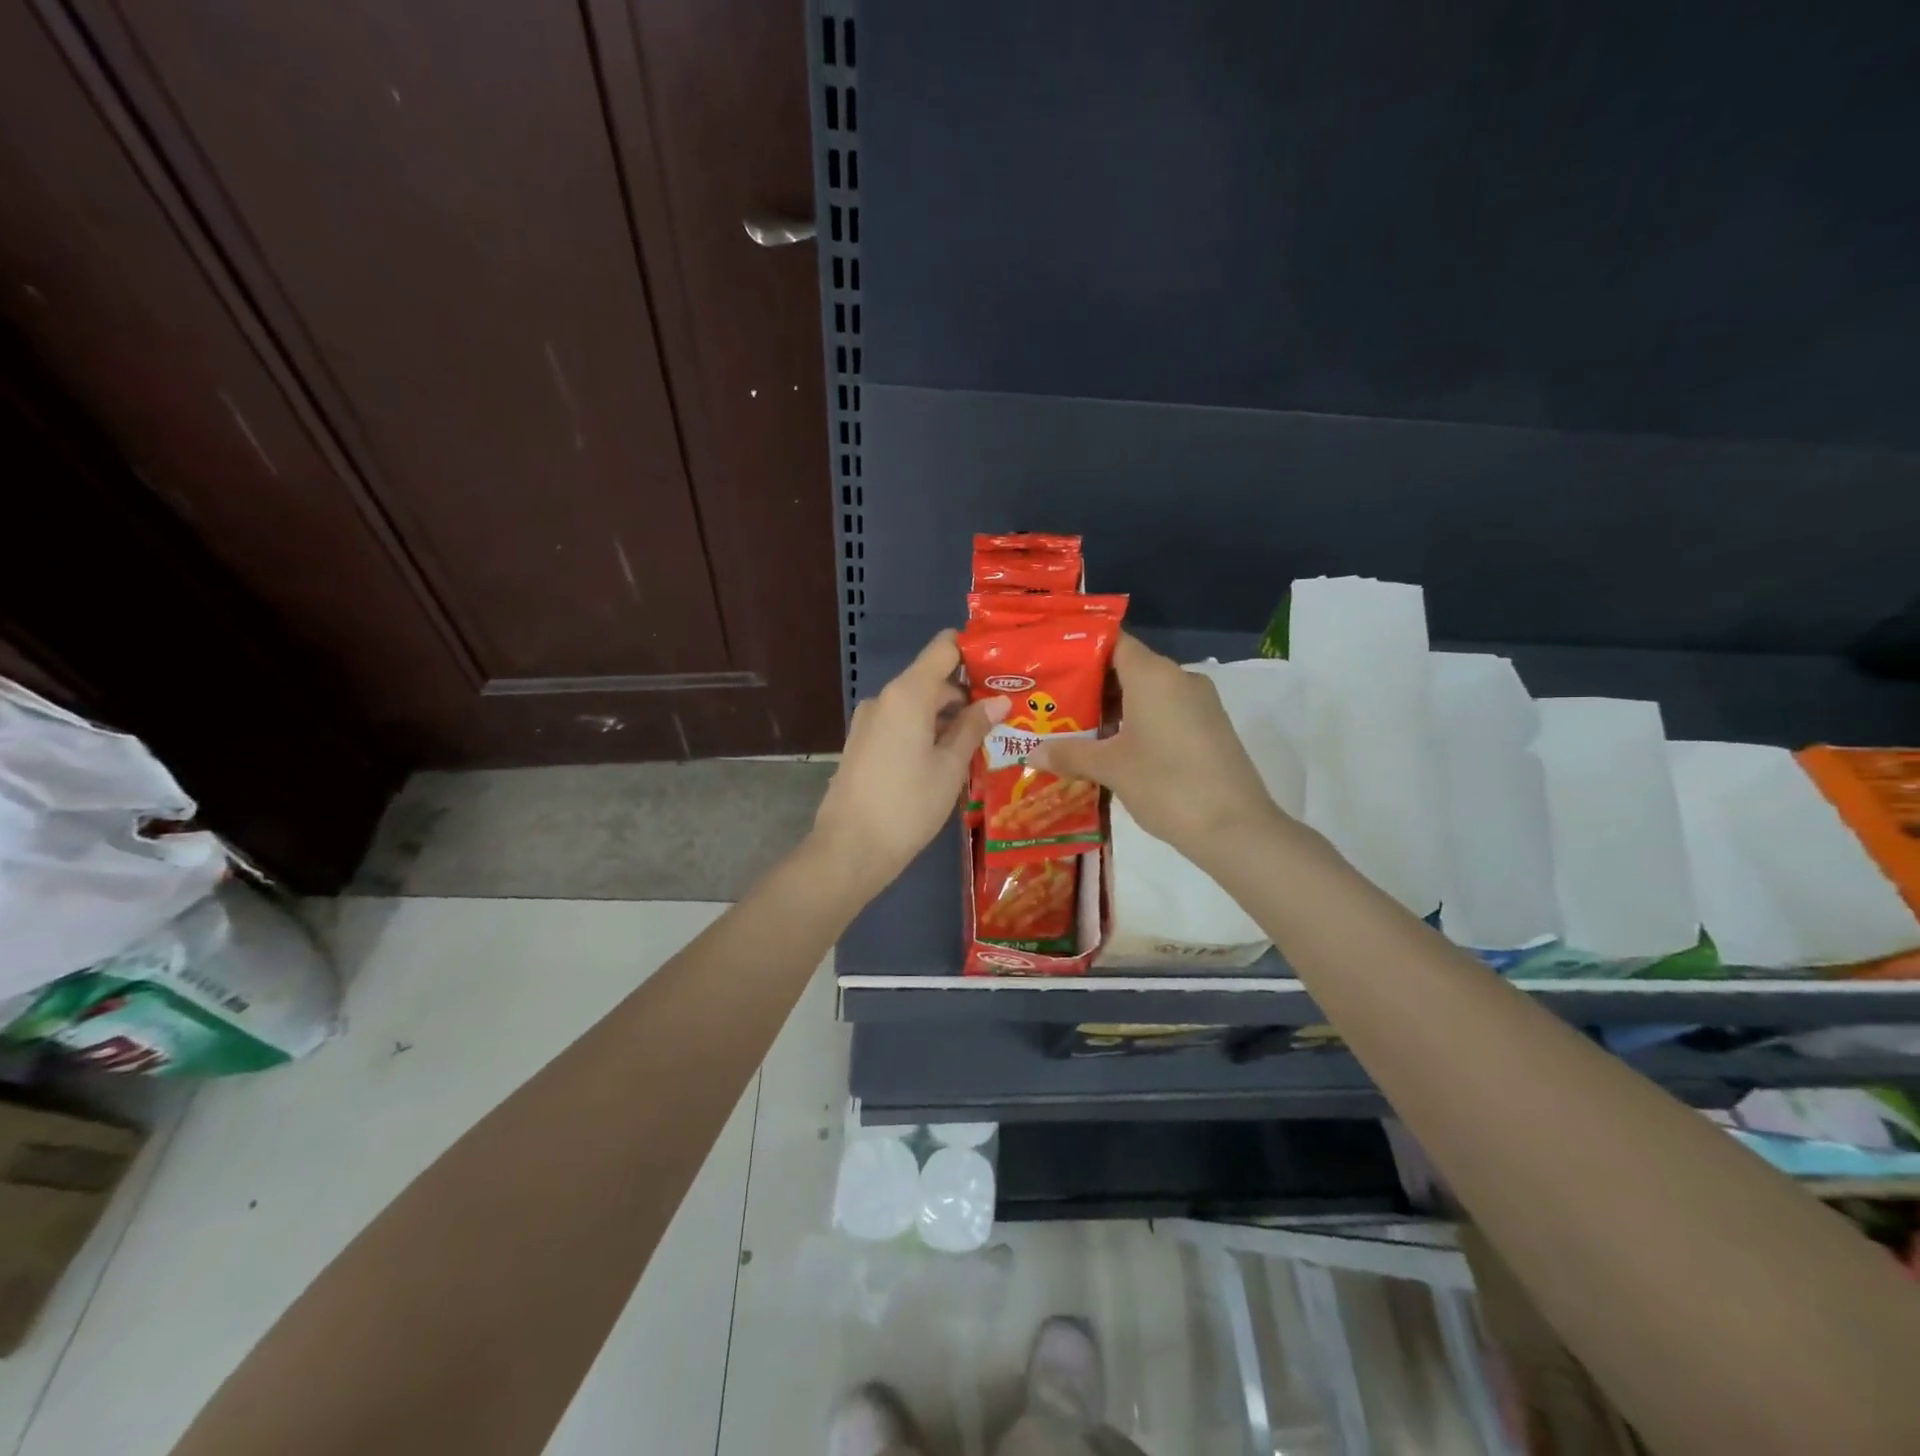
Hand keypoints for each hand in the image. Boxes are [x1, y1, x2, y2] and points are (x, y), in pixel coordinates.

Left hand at [813, 630, 1008, 888]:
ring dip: (948, 716)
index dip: (973, 650)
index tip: (1003, 667)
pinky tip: (949, 757)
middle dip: (967, 693)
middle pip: (932, 678)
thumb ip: (973, 727)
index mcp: (907, 694)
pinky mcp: (863, 743)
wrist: (850, 848)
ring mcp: (869, 721)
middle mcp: (884, 698)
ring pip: (917, 704)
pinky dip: (926, 730)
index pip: (943, 648)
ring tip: (984, 739)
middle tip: (1004, 714)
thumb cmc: (908, 805)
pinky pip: (901, 723)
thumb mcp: (949, 767)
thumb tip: (999, 700)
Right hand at [1028, 633, 1284, 858]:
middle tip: (1053, 703)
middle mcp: (1179, 678)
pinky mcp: (1210, 727)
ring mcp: (1200, 703)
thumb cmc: (1166, 784)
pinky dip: (1138, 723)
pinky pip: (1166, 712)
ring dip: (1114, 709)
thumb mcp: (1110, 768)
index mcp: (1153, 674)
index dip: (1080, 650)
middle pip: (1128, 668)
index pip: (1113, 642)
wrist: (1234, 827)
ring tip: (1076, 729)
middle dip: (1091, 685)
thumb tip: (1031, 754)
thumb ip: (1069, 755)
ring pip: (1147, 693)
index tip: (1051, 664)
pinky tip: (1113, 748)